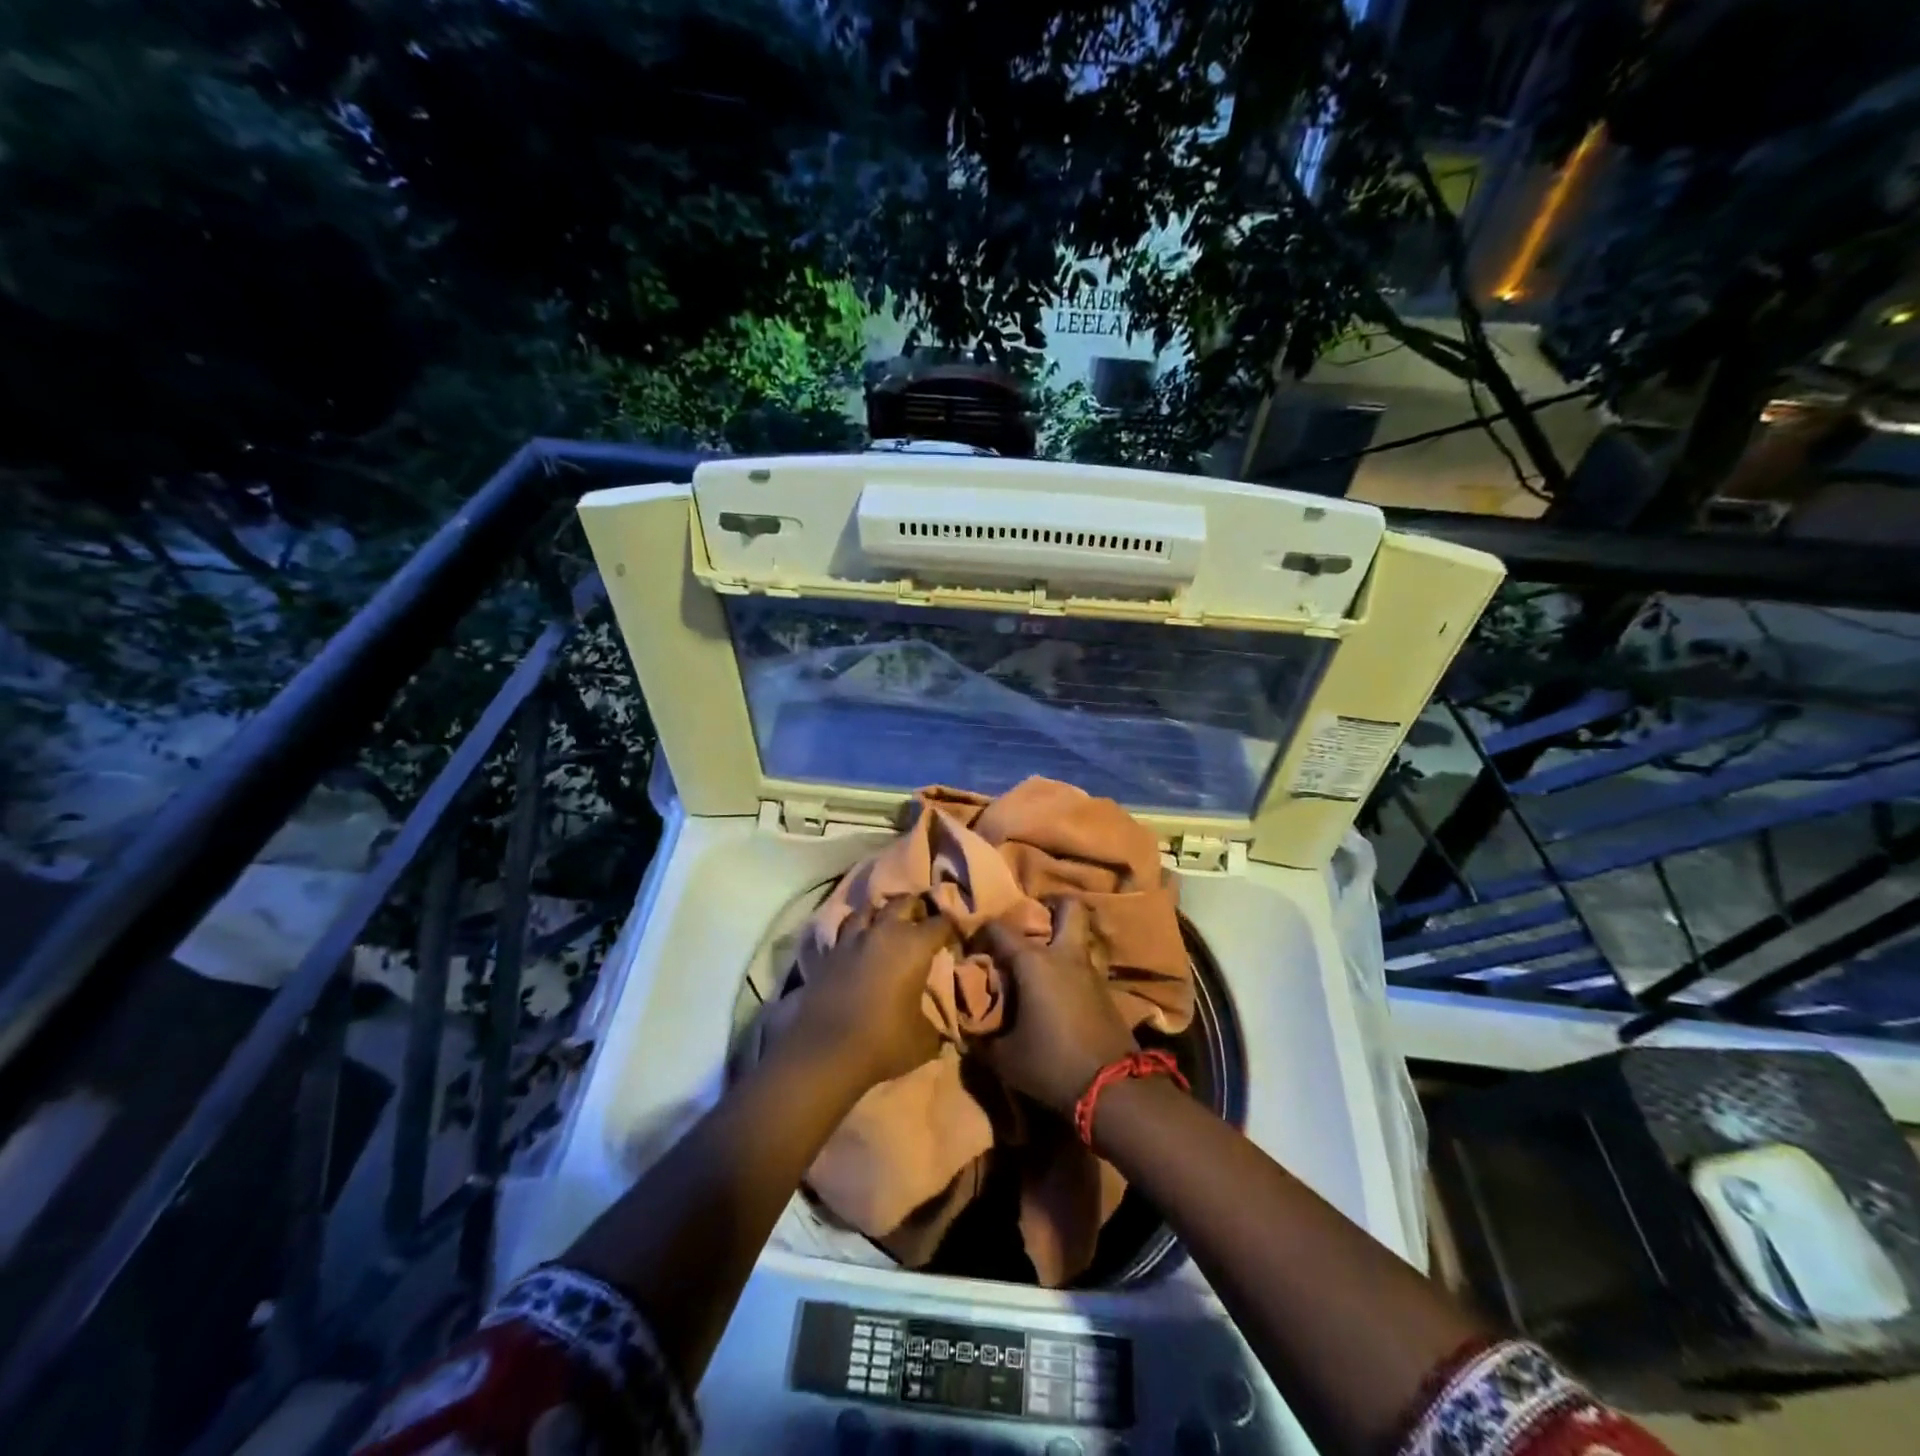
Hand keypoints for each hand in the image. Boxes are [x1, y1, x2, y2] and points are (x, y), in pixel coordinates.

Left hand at [785, 897, 954, 1089]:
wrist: (825, 1052)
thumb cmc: (884, 1042)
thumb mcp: (924, 1039)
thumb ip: (937, 1024)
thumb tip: (945, 1027)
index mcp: (915, 946)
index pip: (941, 922)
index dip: (952, 926)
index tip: (957, 935)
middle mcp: (884, 932)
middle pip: (903, 902)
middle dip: (916, 908)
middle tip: (923, 921)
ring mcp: (852, 939)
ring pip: (868, 909)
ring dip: (880, 913)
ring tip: (886, 925)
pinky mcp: (828, 952)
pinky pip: (844, 930)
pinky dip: (854, 931)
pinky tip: (858, 943)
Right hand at [976, 899, 1137, 1115]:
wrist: (1112, 1088)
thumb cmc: (1050, 1064)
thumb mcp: (1005, 1057)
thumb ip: (983, 1038)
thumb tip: (969, 1030)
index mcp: (1033, 962)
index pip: (1000, 929)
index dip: (982, 932)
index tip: (972, 946)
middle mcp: (1064, 955)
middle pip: (1068, 907)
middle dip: (1051, 906)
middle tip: (1033, 922)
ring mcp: (1090, 970)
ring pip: (1080, 935)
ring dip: (1064, 939)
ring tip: (1043, 957)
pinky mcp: (1106, 990)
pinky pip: (1086, 963)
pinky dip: (1072, 966)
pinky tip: (1060, 986)